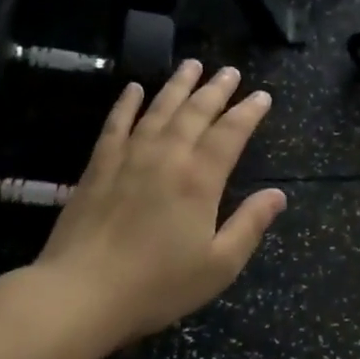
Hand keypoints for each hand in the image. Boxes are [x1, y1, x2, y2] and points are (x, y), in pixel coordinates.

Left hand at [36, 61, 286, 347]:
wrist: (80, 293)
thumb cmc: (157, 285)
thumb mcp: (218, 265)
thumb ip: (250, 225)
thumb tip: (279, 195)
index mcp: (199, 179)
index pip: (230, 133)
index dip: (249, 112)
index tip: (262, 96)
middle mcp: (166, 156)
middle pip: (195, 112)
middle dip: (216, 89)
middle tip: (230, 71)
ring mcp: (129, 157)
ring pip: (159, 109)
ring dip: (178, 85)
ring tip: (192, 65)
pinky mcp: (98, 166)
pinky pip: (116, 123)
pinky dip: (127, 103)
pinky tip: (134, 88)